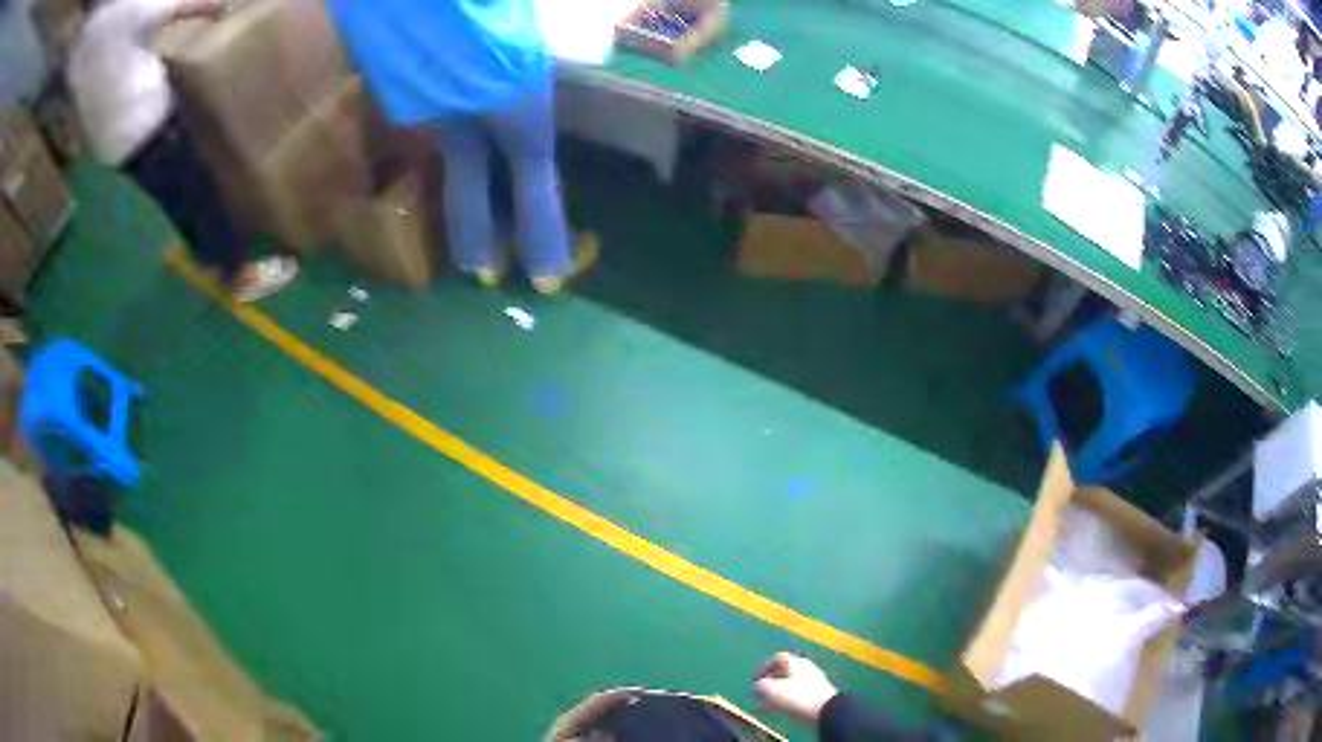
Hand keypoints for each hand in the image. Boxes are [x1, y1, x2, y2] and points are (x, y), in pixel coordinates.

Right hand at [753, 652, 839, 723]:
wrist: (826, 711)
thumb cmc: (796, 697)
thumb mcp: (770, 690)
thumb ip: (760, 686)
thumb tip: (758, 686)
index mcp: (796, 662)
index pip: (777, 658)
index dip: (764, 668)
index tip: (756, 681)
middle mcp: (807, 667)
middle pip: (786, 671)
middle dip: (772, 682)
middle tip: (762, 693)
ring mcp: (816, 681)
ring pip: (792, 684)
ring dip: (779, 693)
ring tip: (770, 705)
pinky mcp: (820, 694)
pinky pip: (800, 694)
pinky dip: (789, 700)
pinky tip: (783, 710)